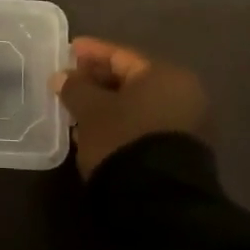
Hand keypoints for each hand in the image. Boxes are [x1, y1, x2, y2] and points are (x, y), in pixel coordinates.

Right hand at [53, 37, 207, 178]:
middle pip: (131, 79)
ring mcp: (186, 124)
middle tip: (70, 81)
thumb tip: (63, 76)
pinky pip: (144, 124)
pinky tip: (96, 129)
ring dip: (107, 103)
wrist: (160, 200)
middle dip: (98, 79)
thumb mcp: (91, 110)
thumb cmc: (123, 139)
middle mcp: (183, 93)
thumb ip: (75, 88)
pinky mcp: (181, 151)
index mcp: (165, 74)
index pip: (121, 55)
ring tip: (77, 108)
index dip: (91, 52)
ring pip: (137, 104)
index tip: (68, 50)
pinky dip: (120, 122)